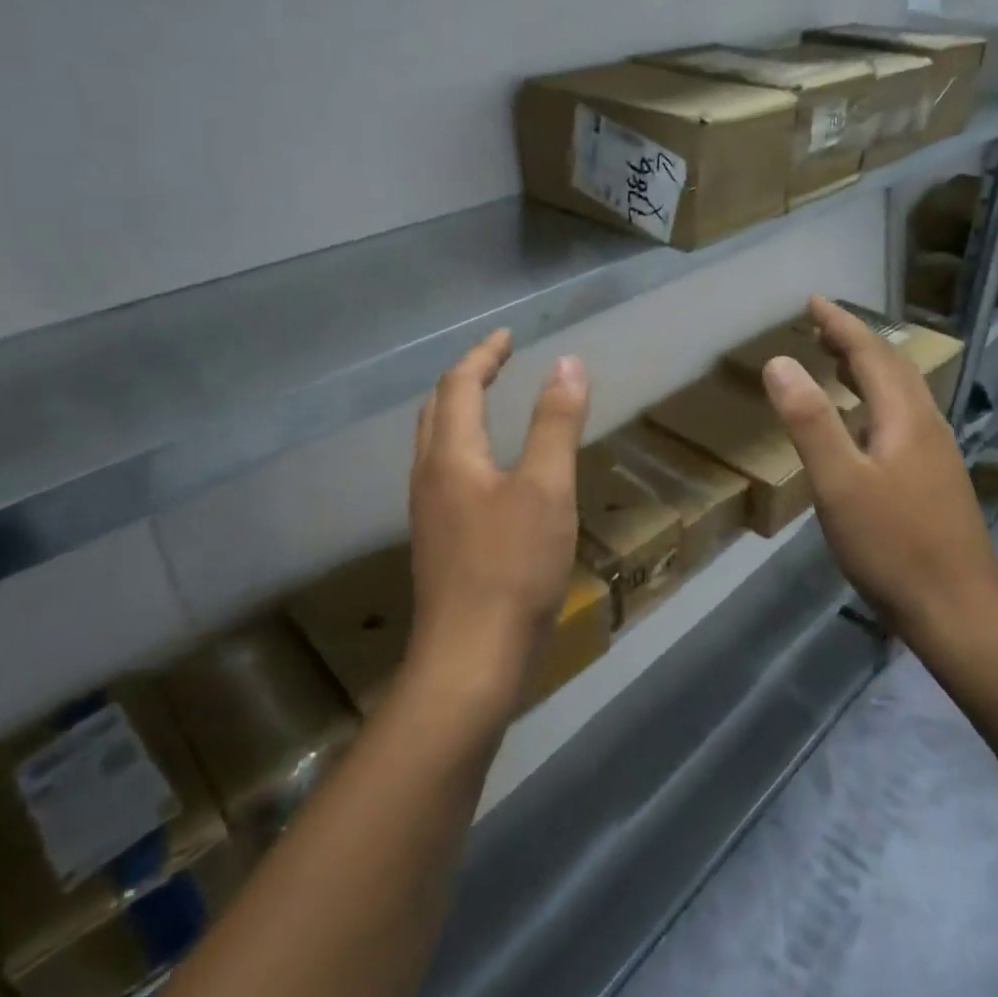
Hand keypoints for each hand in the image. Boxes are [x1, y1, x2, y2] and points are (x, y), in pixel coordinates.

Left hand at [406, 329, 589, 722]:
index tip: (509, 336)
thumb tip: (567, 362)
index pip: (459, 385)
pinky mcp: (441, 544)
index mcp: (450, 456)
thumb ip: (556, 423)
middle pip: (437, 411)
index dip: (484, 355)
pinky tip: (491, 473)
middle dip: (465, 379)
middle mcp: (429, 477)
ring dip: (461, 414)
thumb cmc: (512, 567)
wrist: (470, 660)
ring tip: (491, 405)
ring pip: (437, 445)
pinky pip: (447, 475)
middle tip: (497, 363)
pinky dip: (467, 450)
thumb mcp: (546, 488)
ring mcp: (430, 514)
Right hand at [761, 297, 997, 642]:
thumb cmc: (894, 546)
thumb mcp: (839, 483)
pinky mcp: (934, 481)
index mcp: (906, 418)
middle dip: (855, 341)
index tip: (813, 301)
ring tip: (835, 362)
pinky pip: (901, 420)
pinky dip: (874, 402)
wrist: (959, 610)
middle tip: (820, 327)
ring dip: (867, 370)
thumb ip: (809, 422)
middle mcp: (926, 426)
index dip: (841, 324)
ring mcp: (935, 455)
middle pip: (893, 368)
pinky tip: (861, 426)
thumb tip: (779, 362)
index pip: (872, 353)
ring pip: (900, 395)